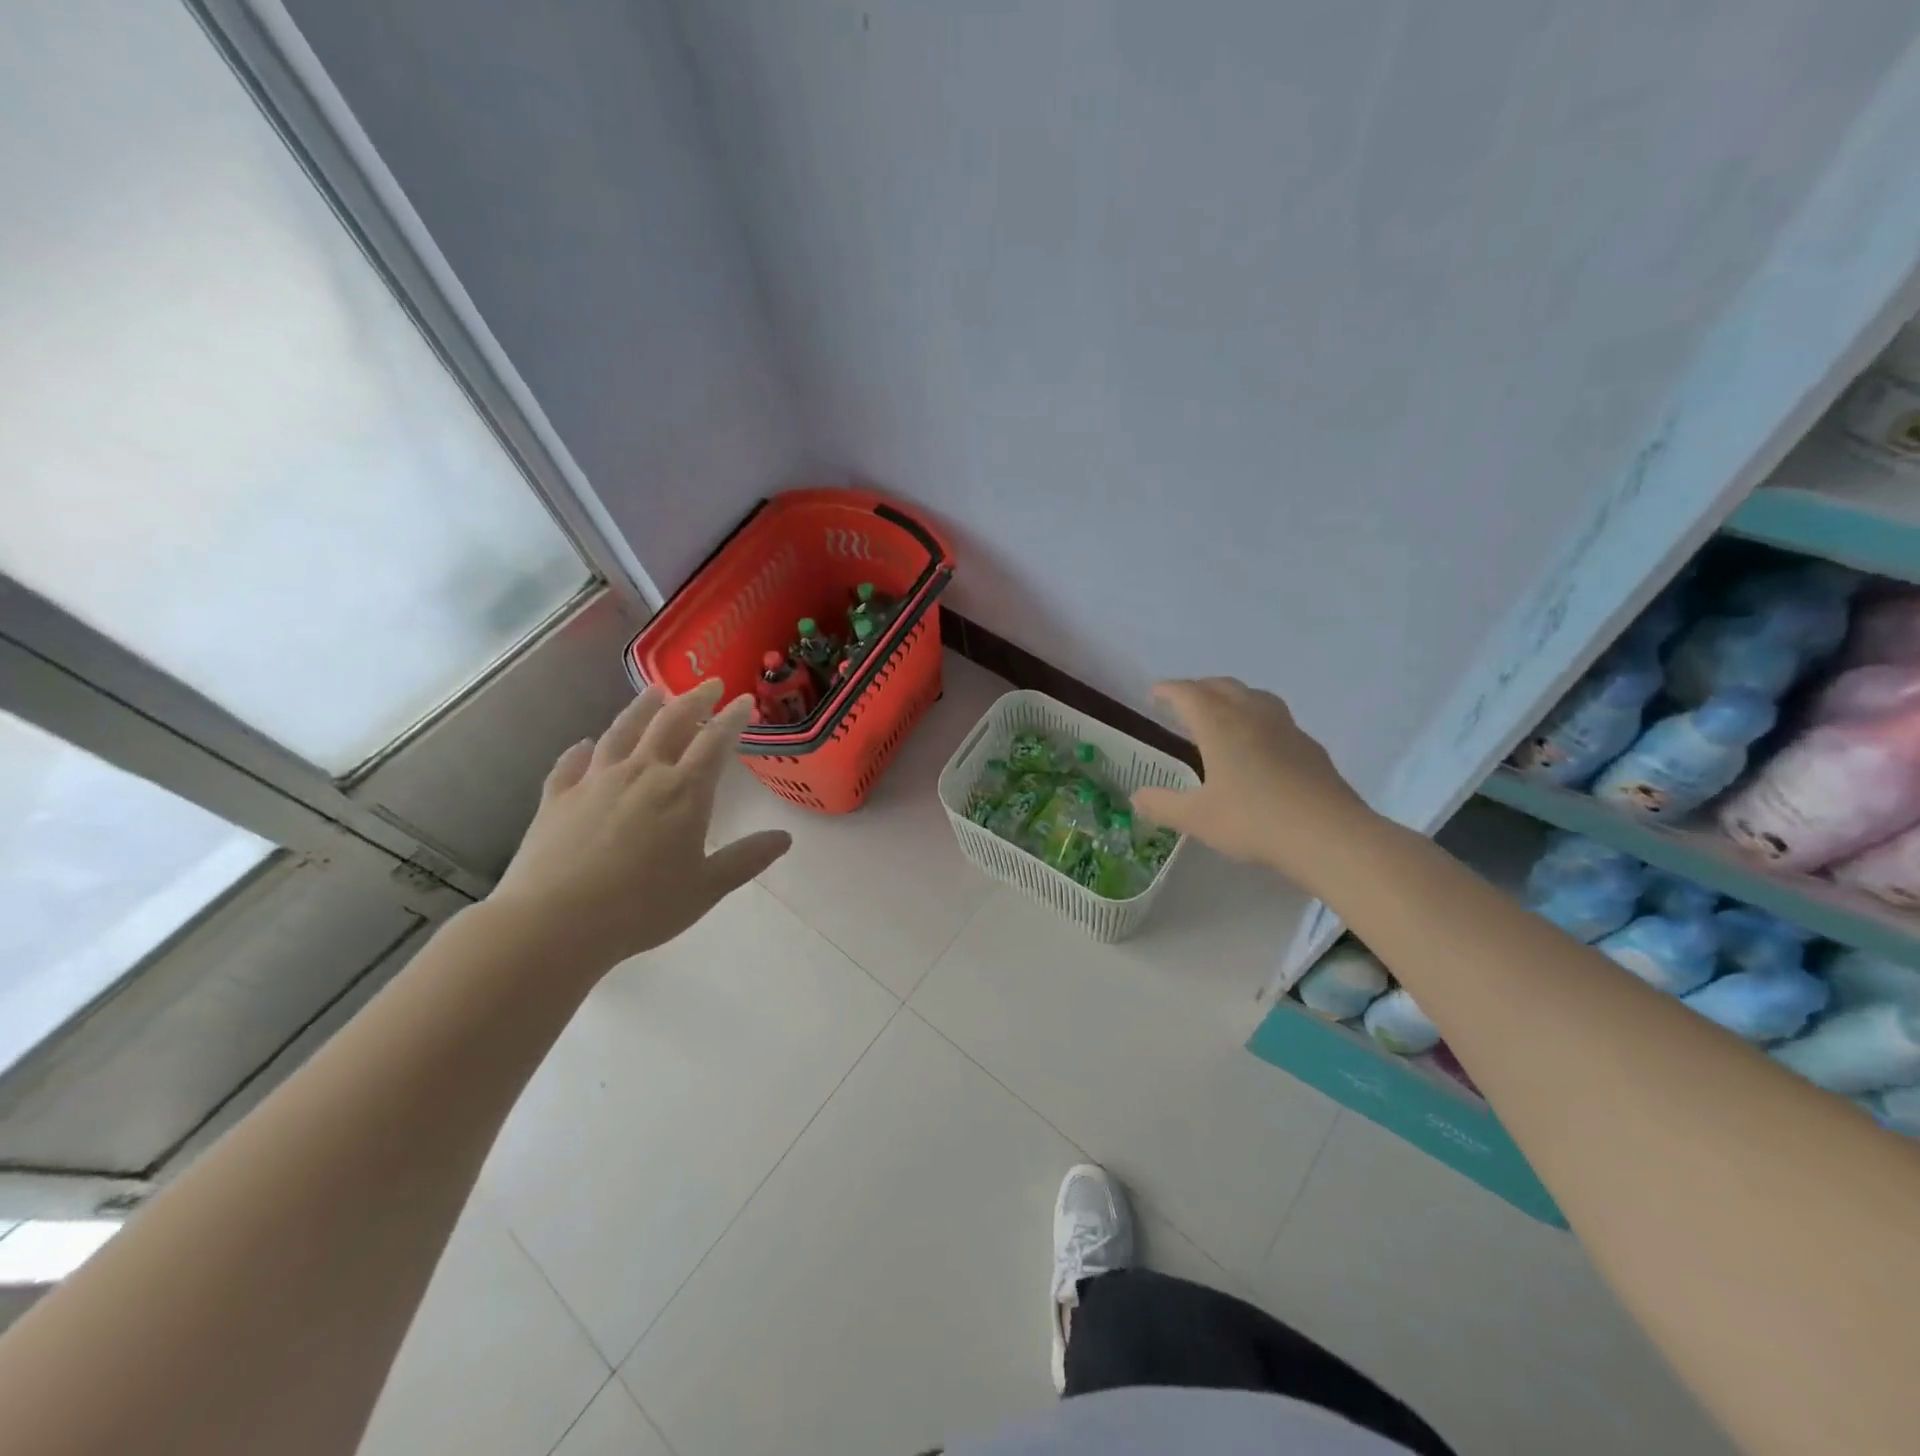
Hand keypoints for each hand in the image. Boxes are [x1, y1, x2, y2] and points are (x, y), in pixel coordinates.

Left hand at [488, 679, 791, 970]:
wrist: (555, 923)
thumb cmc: (642, 907)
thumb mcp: (707, 888)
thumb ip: (746, 859)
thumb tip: (785, 838)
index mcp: (684, 792)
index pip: (715, 742)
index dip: (732, 718)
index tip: (744, 700)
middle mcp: (641, 773)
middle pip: (670, 723)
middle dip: (694, 699)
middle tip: (709, 684)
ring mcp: (595, 781)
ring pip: (622, 731)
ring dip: (642, 707)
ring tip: (654, 691)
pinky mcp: (557, 797)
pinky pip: (572, 763)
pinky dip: (581, 749)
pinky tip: (585, 744)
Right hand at [1132, 677, 1372, 889]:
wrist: (1329, 835)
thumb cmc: (1254, 821)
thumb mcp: (1197, 818)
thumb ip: (1162, 805)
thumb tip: (1136, 796)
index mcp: (1220, 725)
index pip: (1188, 694)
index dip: (1168, 690)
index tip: (1154, 693)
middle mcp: (1252, 716)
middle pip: (1222, 687)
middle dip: (1199, 688)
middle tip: (1183, 702)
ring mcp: (1286, 728)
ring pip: (1254, 697)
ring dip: (1232, 697)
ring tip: (1221, 714)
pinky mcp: (1309, 747)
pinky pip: (1276, 719)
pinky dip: (1257, 719)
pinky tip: (1258, 745)